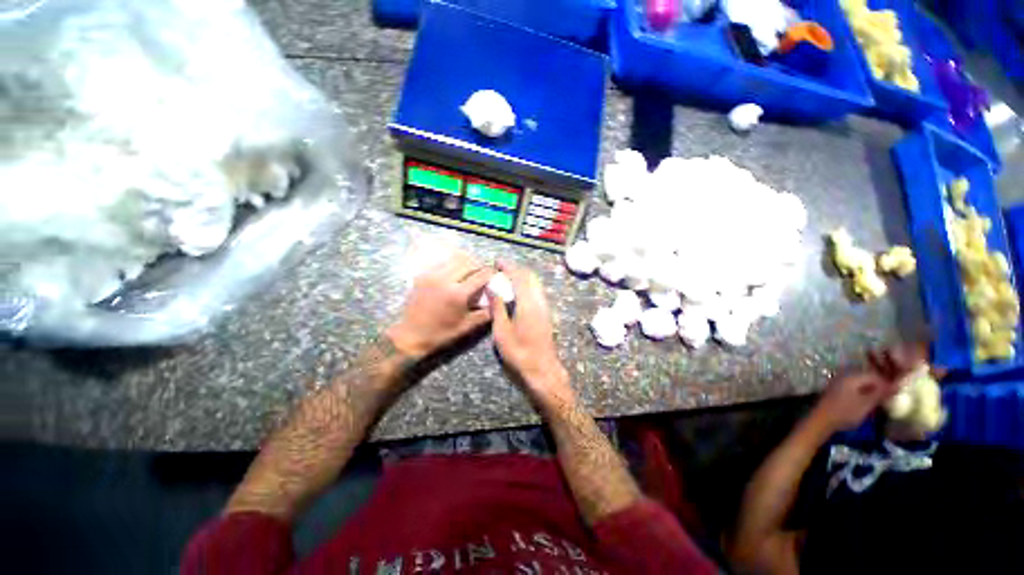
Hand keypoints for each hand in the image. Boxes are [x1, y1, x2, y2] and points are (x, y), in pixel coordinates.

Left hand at [386, 251, 493, 359]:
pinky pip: (441, 264)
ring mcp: (432, 276)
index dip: (490, 273)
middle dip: (478, 265)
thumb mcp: (466, 327)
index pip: (480, 275)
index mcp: (458, 294)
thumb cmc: (441, 334)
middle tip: (482, 272)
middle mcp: (445, 280)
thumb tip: (497, 302)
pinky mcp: (422, 276)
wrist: (410, 336)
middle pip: (468, 263)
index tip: (495, 273)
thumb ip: (485, 314)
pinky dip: (451, 265)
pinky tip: (454, 273)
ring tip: (470, 270)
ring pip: (454, 259)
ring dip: (465, 262)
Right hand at [488, 261, 573, 410]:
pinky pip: (537, 292)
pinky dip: (527, 286)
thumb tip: (492, 288)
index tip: (498, 261)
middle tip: (501, 269)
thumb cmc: (519, 352)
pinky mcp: (546, 314)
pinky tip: (518, 293)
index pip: (519, 277)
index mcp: (527, 303)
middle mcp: (539, 301)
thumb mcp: (502, 331)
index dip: (508, 267)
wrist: (542, 369)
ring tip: (508, 279)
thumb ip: (498, 307)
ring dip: (523, 277)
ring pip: (535, 284)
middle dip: (516, 269)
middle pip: (530, 277)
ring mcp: (545, 307)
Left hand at [813, 344, 926, 432]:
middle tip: (892, 397)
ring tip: (883, 401)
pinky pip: (855, 388)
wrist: (821, 420)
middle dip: (881, 386)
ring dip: (873, 390)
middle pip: (869, 377)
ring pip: (862, 383)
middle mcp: (846, 375)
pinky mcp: (837, 390)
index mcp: (853, 375)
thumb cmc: (845, 411)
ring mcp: (840, 382)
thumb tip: (900, 383)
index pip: (877, 375)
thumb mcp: (867, 403)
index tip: (899, 392)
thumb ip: (882, 392)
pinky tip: (869, 403)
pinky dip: (864, 393)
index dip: (889, 383)